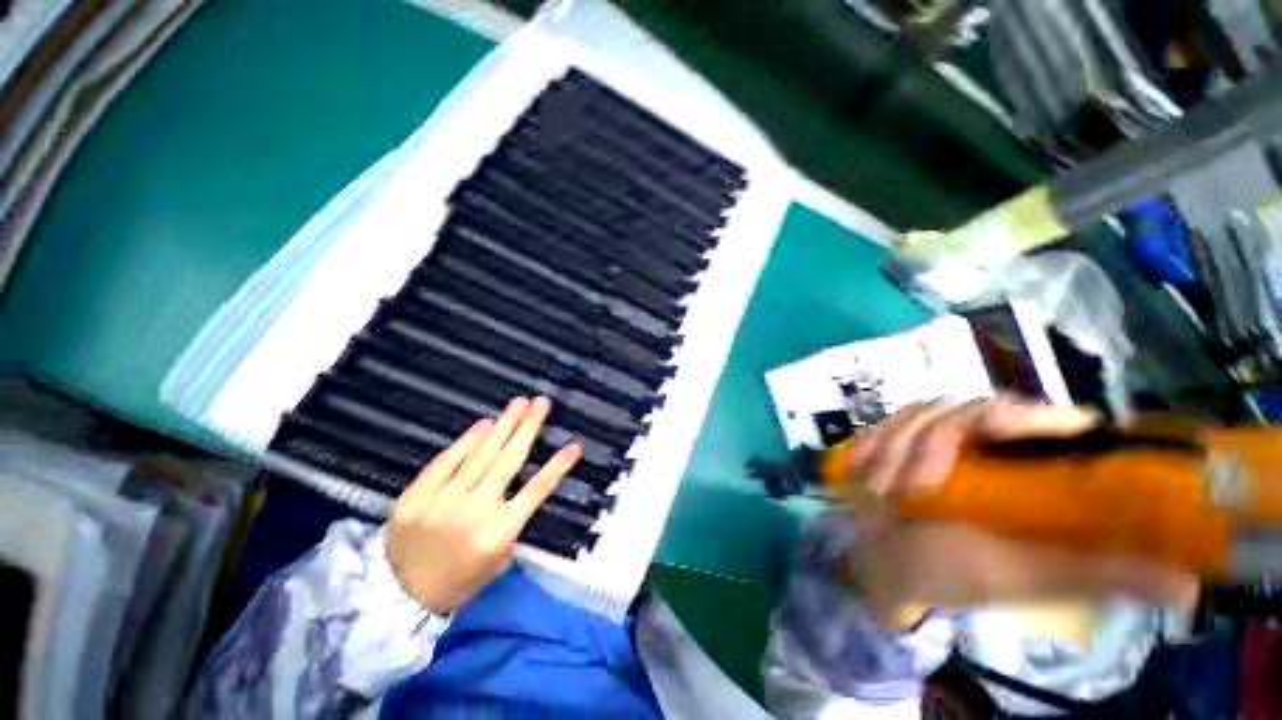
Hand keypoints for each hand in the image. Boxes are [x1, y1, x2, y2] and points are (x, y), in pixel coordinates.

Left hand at [384, 396, 579, 613]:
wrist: (396, 598)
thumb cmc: (457, 583)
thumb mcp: (496, 563)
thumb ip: (513, 526)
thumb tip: (519, 490)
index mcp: (498, 532)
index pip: (537, 490)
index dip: (557, 466)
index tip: (574, 445)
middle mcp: (475, 510)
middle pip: (509, 460)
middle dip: (528, 427)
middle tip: (541, 402)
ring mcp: (443, 499)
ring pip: (480, 454)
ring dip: (503, 425)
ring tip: (519, 403)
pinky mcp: (417, 494)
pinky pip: (447, 460)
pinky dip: (467, 440)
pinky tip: (484, 424)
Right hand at [843, 398, 1198, 629]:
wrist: (881, 561)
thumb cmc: (951, 573)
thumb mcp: (1020, 577)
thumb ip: (1091, 575)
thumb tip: (1187, 586)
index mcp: (1036, 473)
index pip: (1053, 421)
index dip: (1028, 418)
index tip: (993, 435)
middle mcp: (993, 447)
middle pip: (975, 406)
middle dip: (933, 441)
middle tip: (912, 485)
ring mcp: (940, 439)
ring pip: (924, 411)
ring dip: (895, 447)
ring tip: (882, 490)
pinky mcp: (901, 438)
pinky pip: (889, 421)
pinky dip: (873, 441)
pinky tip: (861, 467)